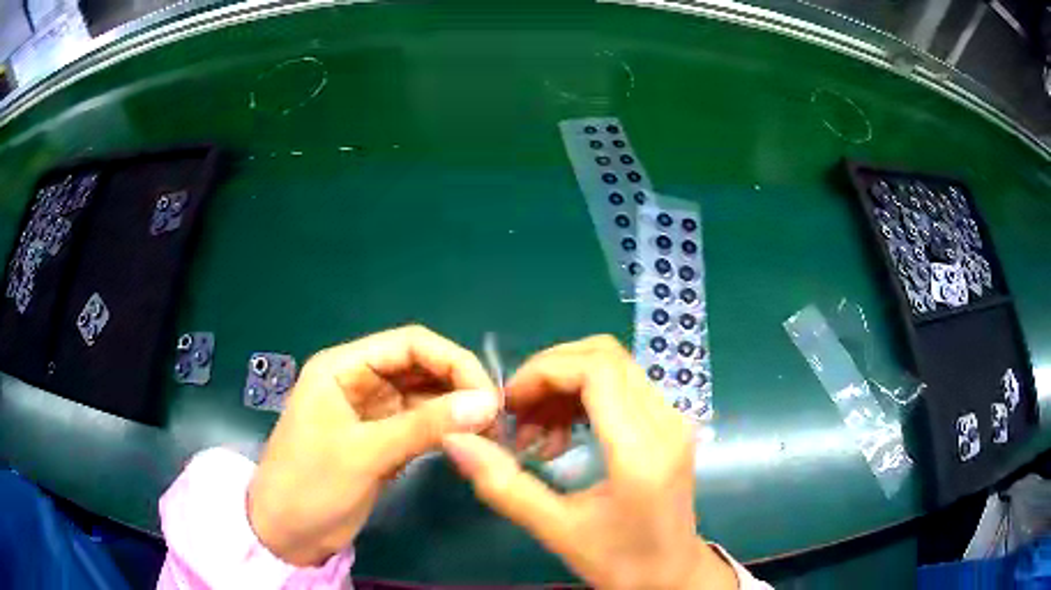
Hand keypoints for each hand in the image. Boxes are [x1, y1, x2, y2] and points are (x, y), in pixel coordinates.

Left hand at [248, 325, 499, 565]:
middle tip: (495, 419)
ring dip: (456, 410)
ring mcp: (372, 412)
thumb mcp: (365, 453)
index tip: (488, 396)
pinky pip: (421, 425)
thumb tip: (488, 403)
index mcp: (344, 367)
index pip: (410, 344)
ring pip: (425, 397)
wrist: (286, 534)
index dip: (453, 362)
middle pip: (421, 367)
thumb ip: (425, 425)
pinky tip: (467, 444)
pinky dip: (445, 432)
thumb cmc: (311, 485)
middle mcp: (360, 381)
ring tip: (489, 434)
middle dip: (459, 386)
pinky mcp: (381, 440)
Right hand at [441, 336, 736, 589]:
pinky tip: (562, 437)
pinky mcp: (670, 424)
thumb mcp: (557, 530)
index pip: (597, 370)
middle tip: (517, 414)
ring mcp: (673, 419)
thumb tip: (455, 440)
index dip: (544, 372)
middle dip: (550, 373)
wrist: (671, 574)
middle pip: (605, 356)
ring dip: (565, 386)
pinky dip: (584, 398)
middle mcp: (666, 421)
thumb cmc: (619, 560)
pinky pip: (623, 387)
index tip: (509, 403)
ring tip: (535, 434)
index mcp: (642, 450)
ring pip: (613, 367)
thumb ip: (504, 485)